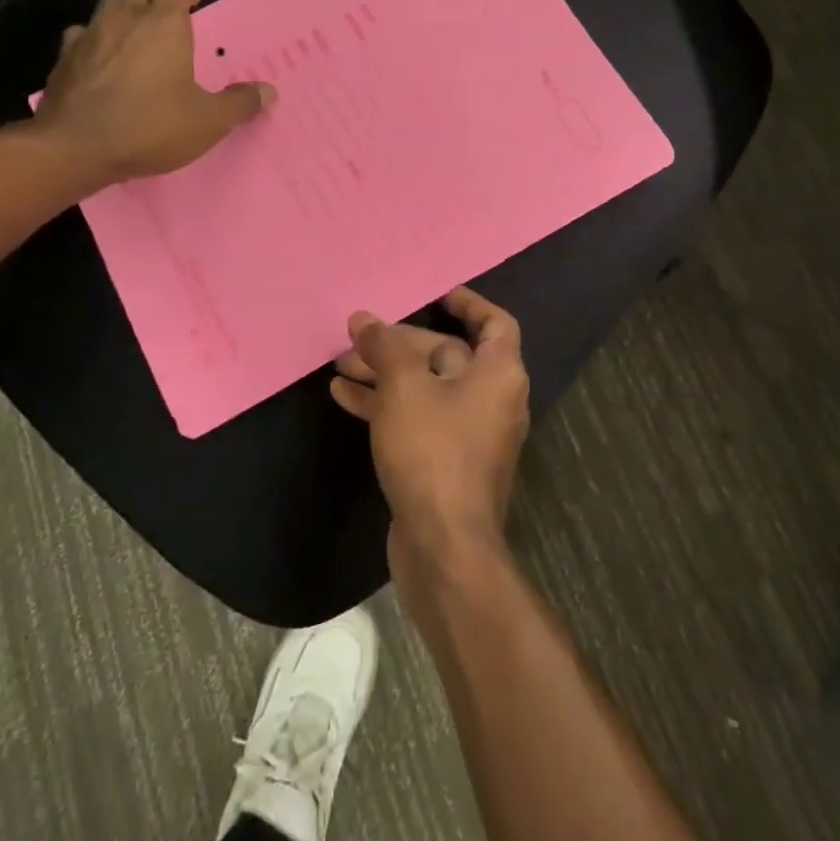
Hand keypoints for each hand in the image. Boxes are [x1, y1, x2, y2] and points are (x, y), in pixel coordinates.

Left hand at [33, 0, 273, 194]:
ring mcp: (89, 35)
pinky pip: (82, 35)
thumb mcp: (209, 122)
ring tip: (138, 40)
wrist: (76, 148)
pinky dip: (96, 41)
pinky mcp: (63, 58)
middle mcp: (125, 19)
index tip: (195, 1)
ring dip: (125, 14)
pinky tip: (103, 63)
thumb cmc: (151, 126)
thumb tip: (269, 92)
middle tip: (171, 23)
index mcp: (163, 24)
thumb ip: (240, 103)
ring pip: (109, 6)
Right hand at [331, 286, 530, 582]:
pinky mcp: (445, 462)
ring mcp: (469, 434)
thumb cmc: (433, 451)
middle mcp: (491, 400)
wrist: (444, 546)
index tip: (435, 294)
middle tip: (358, 336)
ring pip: (426, 389)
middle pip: (448, 355)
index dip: (468, 304)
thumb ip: (385, 347)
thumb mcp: (405, 388)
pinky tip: (344, 397)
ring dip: (385, 374)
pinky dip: (387, 405)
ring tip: (341, 363)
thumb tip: (365, 320)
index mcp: (499, 374)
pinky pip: (418, 419)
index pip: (495, 323)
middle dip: (401, 344)